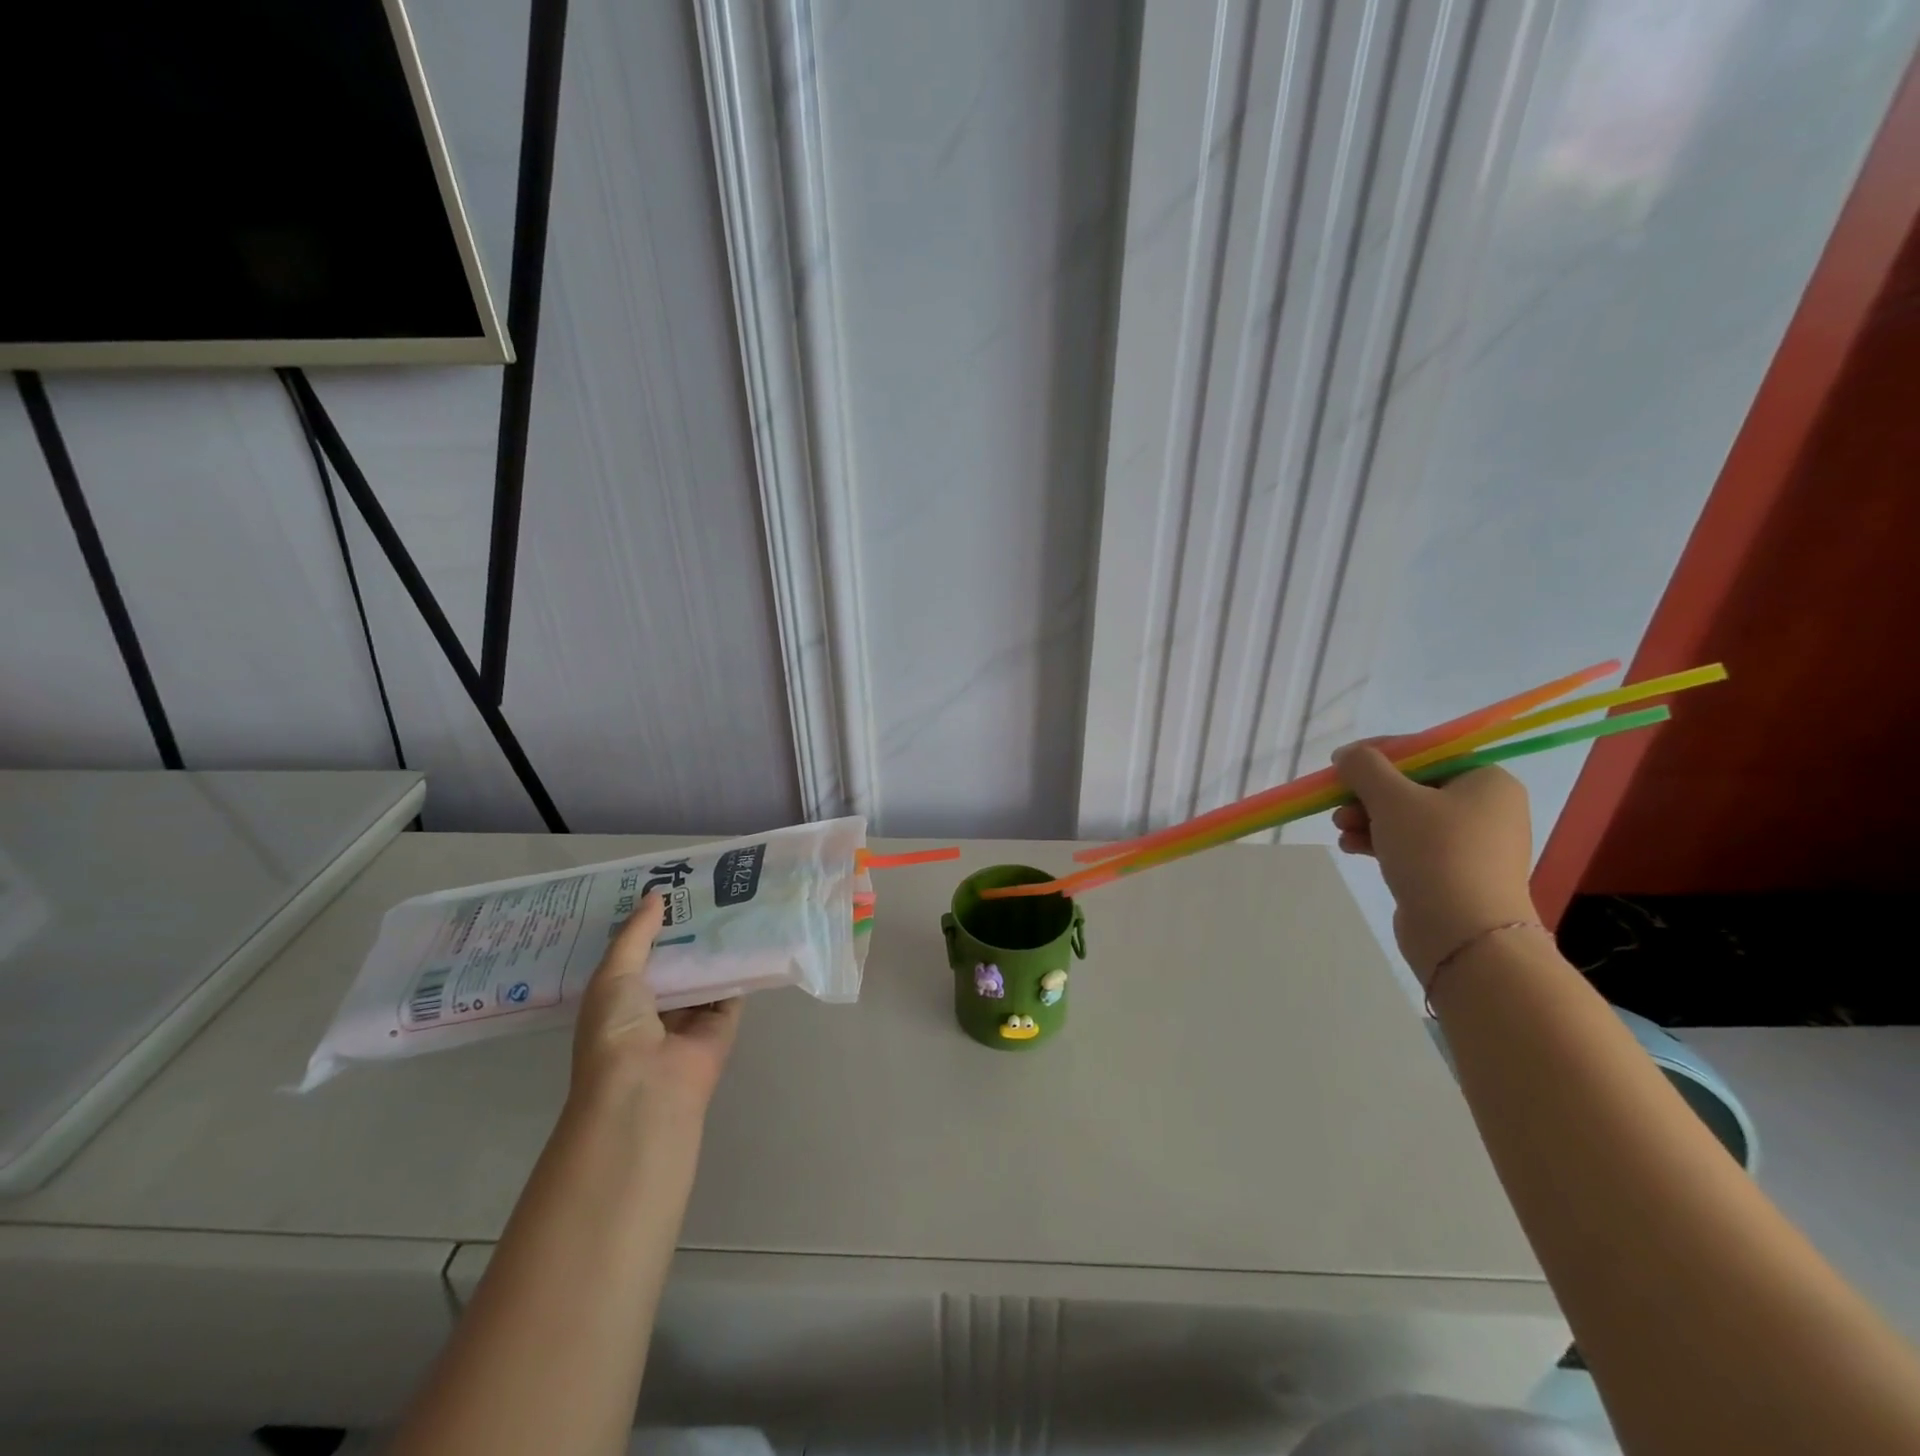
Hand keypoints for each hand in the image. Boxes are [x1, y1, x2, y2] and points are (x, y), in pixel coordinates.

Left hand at [570, 894, 741, 1115]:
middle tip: (704, 883)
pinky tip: (751, 930)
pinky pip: (733, 986)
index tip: (667, 885)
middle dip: (686, 927)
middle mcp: (655, 1005)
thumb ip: (636, 934)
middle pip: (676, 958)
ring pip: (705, 970)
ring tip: (730, 896)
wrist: (646, 1087)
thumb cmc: (615, 1030)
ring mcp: (691, 1015)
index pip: (638, 952)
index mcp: (620, 997)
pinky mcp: (723, 1022)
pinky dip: (741, 964)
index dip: (650, 922)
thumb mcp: (613, 975)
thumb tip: (655, 894)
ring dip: (714, 942)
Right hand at [1330, 742, 1539, 978]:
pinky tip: (1351, 847)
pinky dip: (1380, 842)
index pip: (1426, 752)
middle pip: (1413, 786)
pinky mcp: (1455, 874)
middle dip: (1368, 794)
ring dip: (1367, 818)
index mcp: (1486, 781)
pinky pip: (1412, 846)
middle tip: (1337, 803)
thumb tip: (1348, 755)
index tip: (1341, 764)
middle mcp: (1487, 809)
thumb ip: (1365, 767)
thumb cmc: (1435, 853)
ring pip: (1408, 818)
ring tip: (1340, 829)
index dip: (1379, 754)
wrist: (1465, 935)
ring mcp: (1473, 845)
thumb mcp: (1392, 799)